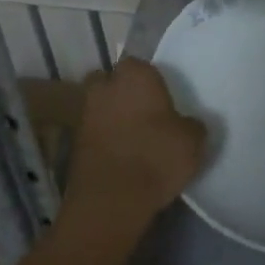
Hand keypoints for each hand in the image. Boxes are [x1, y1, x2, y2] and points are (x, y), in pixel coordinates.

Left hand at [63, 58, 206, 228]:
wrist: (111, 201)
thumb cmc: (156, 157)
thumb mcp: (192, 141)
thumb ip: (192, 126)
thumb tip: (189, 124)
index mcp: (135, 75)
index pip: (137, 64)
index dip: (147, 79)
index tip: (160, 96)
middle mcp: (105, 88)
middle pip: (109, 81)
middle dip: (120, 92)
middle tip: (141, 111)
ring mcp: (85, 116)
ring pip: (98, 107)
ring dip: (109, 117)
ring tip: (131, 137)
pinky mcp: (73, 146)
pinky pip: (92, 134)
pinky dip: (102, 141)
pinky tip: (120, 156)